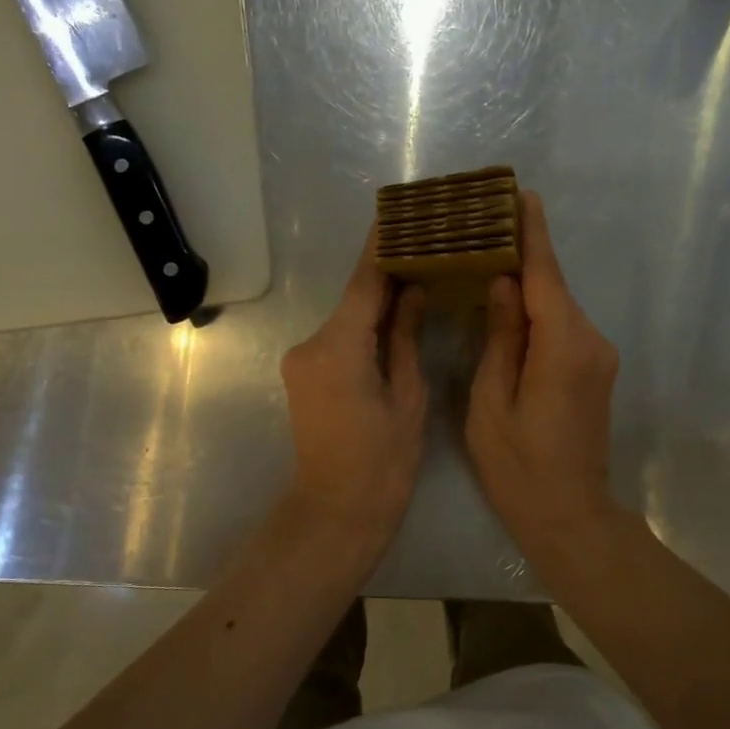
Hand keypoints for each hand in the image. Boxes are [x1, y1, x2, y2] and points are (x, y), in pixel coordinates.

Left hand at [279, 228, 427, 548]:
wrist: (336, 513)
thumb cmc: (383, 463)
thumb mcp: (408, 396)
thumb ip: (406, 337)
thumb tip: (413, 291)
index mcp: (338, 347)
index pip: (363, 283)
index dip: (382, 248)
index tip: (399, 214)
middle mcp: (311, 344)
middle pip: (355, 299)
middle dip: (388, 276)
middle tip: (427, 248)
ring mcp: (302, 360)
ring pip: (348, 319)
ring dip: (378, 304)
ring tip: (419, 279)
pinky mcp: (304, 375)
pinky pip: (340, 339)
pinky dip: (365, 328)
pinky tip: (395, 320)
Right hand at [467, 191, 620, 542]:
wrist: (570, 515)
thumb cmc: (519, 466)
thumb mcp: (492, 401)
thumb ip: (500, 337)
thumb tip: (501, 283)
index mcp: (563, 346)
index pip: (544, 276)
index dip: (532, 234)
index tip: (522, 194)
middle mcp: (591, 341)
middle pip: (552, 287)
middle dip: (523, 254)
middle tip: (485, 225)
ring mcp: (599, 356)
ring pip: (557, 307)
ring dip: (528, 284)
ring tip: (488, 258)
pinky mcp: (595, 370)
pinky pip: (563, 327)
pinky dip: (538, 310)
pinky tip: (509, 305)